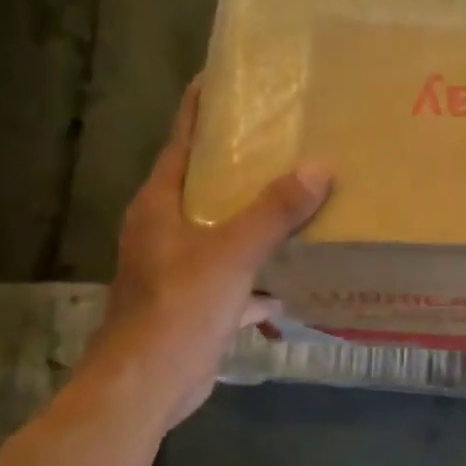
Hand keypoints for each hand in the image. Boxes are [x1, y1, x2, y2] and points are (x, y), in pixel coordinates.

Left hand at [94, 81, 330, 425]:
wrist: (146, 386)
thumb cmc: (178, 308)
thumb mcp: (230, 254)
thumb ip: (273, 211)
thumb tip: (319, 168)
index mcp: (160, 204)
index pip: (183, 141)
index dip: (203, 109)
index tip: (229, 79)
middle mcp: (164, 229)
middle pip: (206, 185)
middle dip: (243, 166)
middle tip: (287, 140)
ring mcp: (177, 268)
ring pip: (222, 232)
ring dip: (256, 222)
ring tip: (300, 201)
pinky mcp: (194, 304)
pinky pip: (234, 278)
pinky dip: (259, 279)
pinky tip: (292, 283)